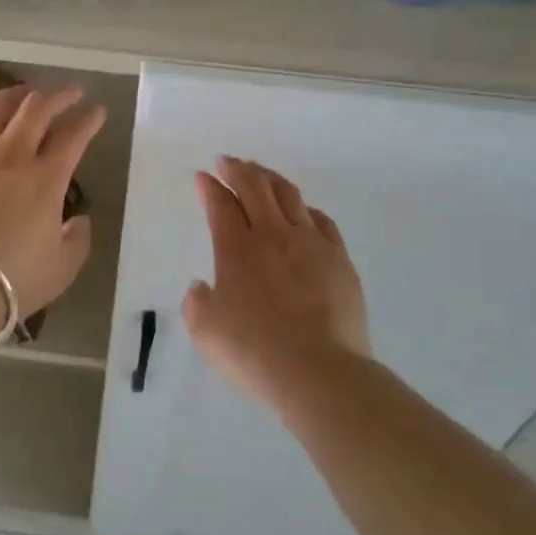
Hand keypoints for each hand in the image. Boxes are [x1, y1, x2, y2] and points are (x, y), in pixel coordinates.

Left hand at [0, 84, 102, 337]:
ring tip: (26, 94)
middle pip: (37, 108)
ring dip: (16, 95)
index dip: (89, 120)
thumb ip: (77, 240)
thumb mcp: (62, 268)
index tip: (97, 112)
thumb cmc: (11, 280)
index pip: (74, 136)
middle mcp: (10, 155)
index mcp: (46, 178)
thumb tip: (78, 221)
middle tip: (70, 93)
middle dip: (59, 95)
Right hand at [182, 156, 369, 409]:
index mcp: (236, 248)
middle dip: (237, 169)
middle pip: (255, 186)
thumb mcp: (205, 331)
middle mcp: (272, 235)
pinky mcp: (339, 259)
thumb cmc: (254, 352)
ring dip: (270, 178)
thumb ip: (197, 303)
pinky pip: (322, 220)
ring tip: (261, 174)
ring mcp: (311, 243)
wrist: (319, 373)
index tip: (202, 176)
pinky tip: (302, 211)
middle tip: (227, 161)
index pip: (219, 203)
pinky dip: (305, 208)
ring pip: (289, 195)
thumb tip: (202, 287)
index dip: (208, 186)